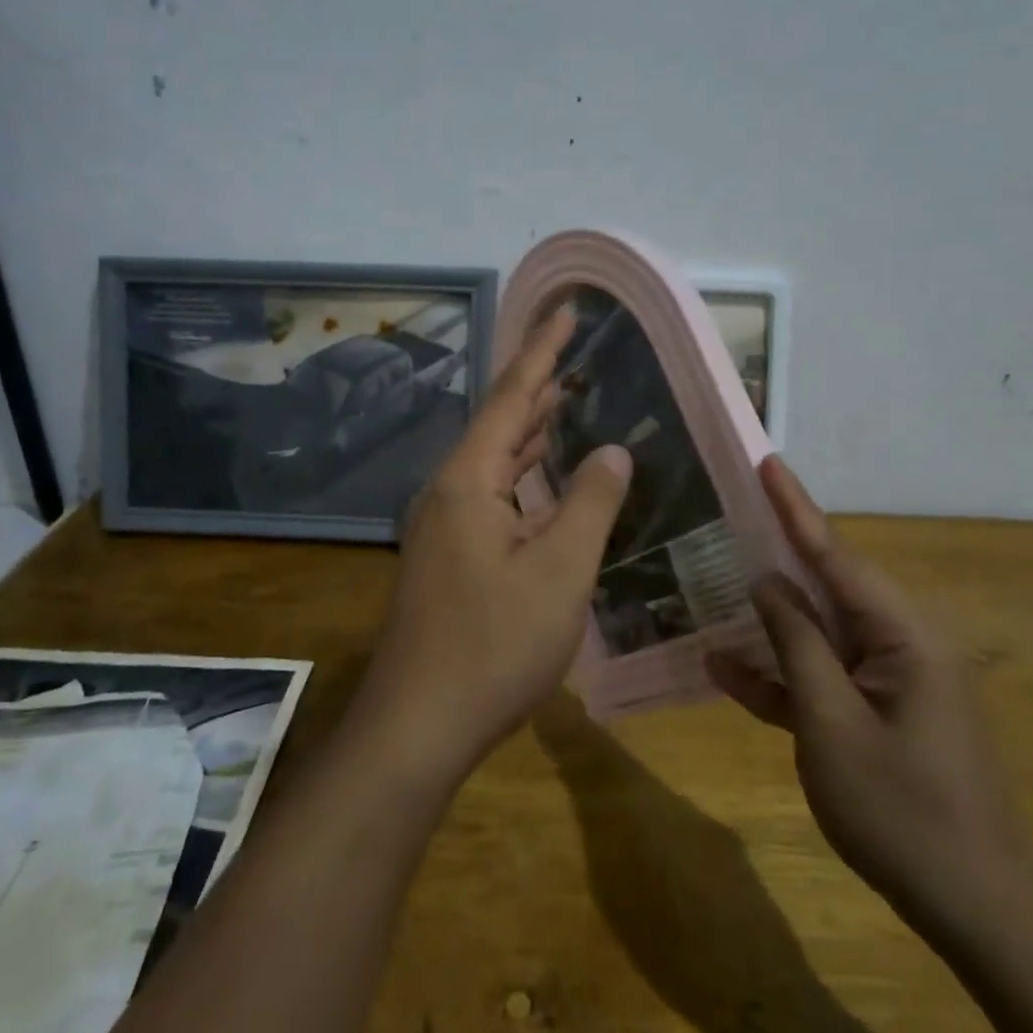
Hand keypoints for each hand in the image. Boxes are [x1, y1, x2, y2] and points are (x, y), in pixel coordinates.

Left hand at [353, 305, 631, 789]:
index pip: (512, 395)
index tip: (567, 308)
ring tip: (569, 398)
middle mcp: (449, 490)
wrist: (418, 723)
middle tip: (576, 349)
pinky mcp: (450, 555)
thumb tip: (614, 448)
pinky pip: (494, 494)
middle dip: (539, 383)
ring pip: (496, 460)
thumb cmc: (493, 645)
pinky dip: (525, 474)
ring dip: (532, 429)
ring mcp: (445, 524)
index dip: (544, 350)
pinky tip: (547, 476)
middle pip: (500, 421)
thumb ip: (591, 502)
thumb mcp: (560, 571)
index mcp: (469, 479)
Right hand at [708, 457, 1024, 927]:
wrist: (975, 910)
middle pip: (826, 586)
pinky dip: (780, 674)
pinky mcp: (876, 713)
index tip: (766, 462)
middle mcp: (900, 643)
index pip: (836, 555)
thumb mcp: (831, 722)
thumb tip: (767, 582)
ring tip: (712, 583)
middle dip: (775, 553)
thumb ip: (797, 644)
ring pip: (817, 632)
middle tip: (727, 516)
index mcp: (904, 634)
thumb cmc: (902, 809)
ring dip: (768, 620)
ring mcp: (889, 680)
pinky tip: (724, 667)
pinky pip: (821, 678)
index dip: (795, 507)